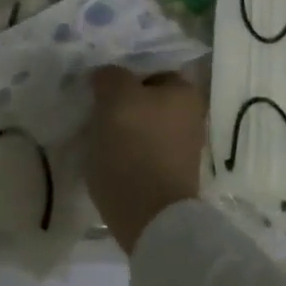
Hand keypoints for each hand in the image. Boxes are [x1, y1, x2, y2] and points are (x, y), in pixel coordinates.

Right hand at [86, 67, 205, 254]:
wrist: (148, 216)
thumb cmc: (134, 147)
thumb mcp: (115, 98)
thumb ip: (111, 76)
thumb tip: (107, 76)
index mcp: (185, 92)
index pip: (149, 70)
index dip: (123, 75)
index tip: (99, 88)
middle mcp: (191, 116)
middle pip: (146, 99)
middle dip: (121, 102)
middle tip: (93, 108)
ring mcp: (182, 147)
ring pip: (142, 125)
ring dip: (122, 127)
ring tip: (95, 133)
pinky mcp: (169, 174)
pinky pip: (141, 149)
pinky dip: (126, 150)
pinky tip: (106, 155)